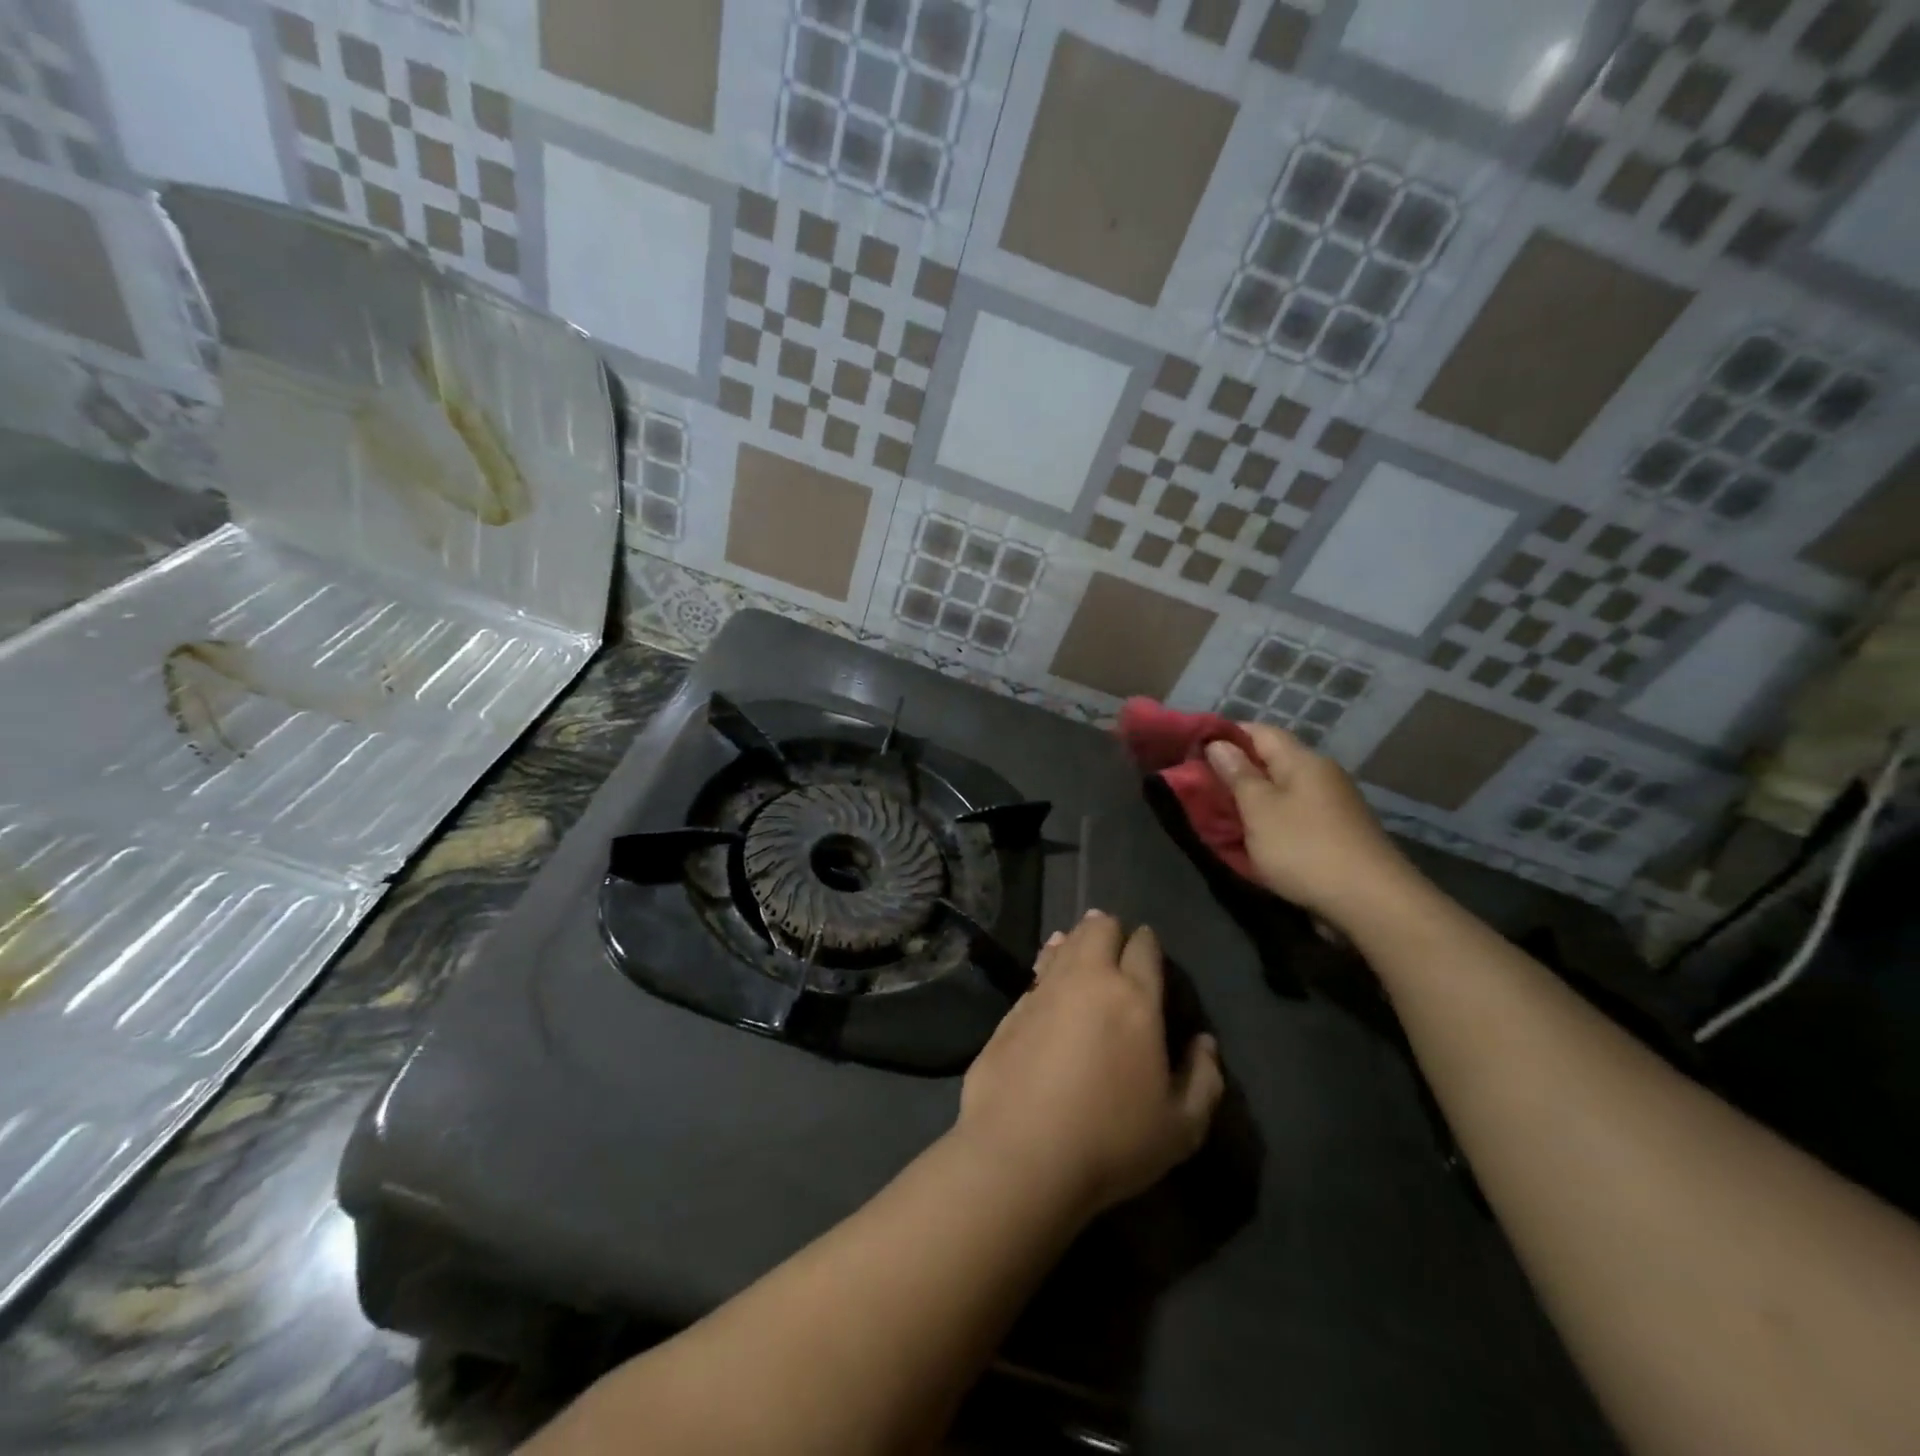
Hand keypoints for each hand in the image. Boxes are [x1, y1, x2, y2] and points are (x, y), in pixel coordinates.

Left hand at [956, 911, 1223, 1217]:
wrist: (1020, 1154)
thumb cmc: (1111, 1142)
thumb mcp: (1181, 1129)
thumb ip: (1204, 1080)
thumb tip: (1204, 1044)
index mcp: (1135, 998)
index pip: (1144, 947)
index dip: (1148, 943)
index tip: (1149, 950)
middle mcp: (1088, 979)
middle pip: (1100, 928)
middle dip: (1112, 930)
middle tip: (1117, 946)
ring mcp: (1044, 989)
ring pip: (1065, 943)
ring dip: (1078, 940)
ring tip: (1083, 946)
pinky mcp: (1012, 1008)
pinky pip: (1037, 969)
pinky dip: (1048, 962)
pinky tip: (1049, 970)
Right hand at [1205, 723, 1416, 932]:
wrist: (1371, 903)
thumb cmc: (1304, 848)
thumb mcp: (1259, 809)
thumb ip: (1237, 775)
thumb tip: (1218, 744)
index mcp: (1303, 761)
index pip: (1259, 731)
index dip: (1225, 736)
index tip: (1194, 751)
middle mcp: (1322, 775)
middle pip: (1272, 761)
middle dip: (1236, 772)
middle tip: (1200, 788)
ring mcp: (1334, 805)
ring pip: (1282, 791)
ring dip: (1252, 800)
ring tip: (1221, 815)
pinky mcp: (1338, 834)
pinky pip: (1294, 816)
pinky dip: (1271, 822)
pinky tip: (1255, 839)